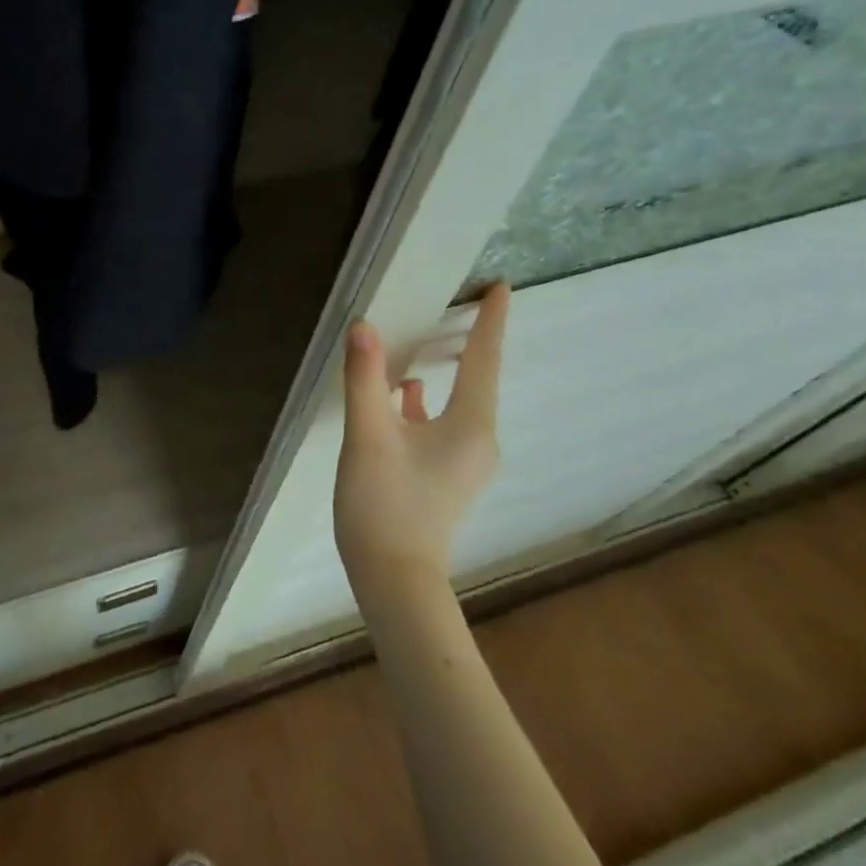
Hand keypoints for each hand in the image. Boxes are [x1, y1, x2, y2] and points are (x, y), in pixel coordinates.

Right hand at [335, 284, 508, 607]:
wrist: (393, 578)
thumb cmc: (385, 504)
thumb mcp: (368, 435)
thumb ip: (365, 378)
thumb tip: (363, 326)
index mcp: (470, 426)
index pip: (484, 360)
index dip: (491, 321)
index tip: (502, 287)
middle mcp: (478, 440)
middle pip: (477, 378)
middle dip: (469, 341)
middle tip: (462, 303)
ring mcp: (465, 461)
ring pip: (458, 402)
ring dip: (445, 371)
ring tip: (423, 341)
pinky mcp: (447, 475)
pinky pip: (444, 422)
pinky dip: (426, 402)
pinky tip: (402, 394)